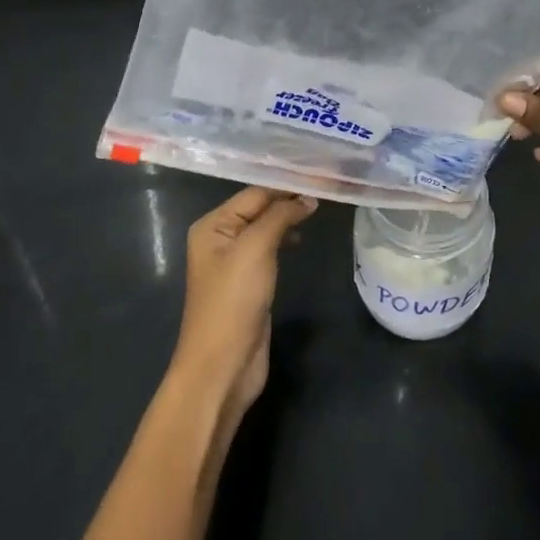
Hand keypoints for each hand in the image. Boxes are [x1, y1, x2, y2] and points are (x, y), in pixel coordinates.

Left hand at [170, 187, 317, 431]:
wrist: (223, 365)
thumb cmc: (233, 300)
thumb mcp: (256, 249)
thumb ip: (280, 216)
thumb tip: (308, 198)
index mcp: (212, 225)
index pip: (255, 193)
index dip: (286, 184)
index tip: (321, 175)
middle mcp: (219, 238)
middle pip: (259, 208)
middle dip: (289, 199)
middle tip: (327, 188)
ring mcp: (233, 262)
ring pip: (266, 228)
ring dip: (289, 218)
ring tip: (318, 209)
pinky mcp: (248, 282)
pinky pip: (269, 249)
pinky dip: (285, 239)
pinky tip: (301, 239)